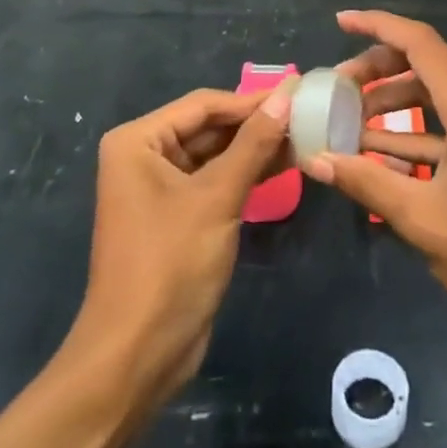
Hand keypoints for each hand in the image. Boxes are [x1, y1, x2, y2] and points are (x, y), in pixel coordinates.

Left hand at [75, 87, 290, 400]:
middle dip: (256, 124)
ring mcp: (161, 188)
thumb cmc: (170, 264)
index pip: (204, 105)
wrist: (137, 356)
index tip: (299, 91)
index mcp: (138, 141)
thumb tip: (287, 95)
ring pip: (217, 155)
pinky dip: (247, 174)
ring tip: (306, 136)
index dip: (252, 99)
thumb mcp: (217, 197)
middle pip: (210, 127)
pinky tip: (286, 165)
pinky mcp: (179, 216)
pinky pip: (217, 182)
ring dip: (256, 148)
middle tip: (308, 113)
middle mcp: (145, 157)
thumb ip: (253, 143)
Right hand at [305, 10, 446, 348]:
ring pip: (436, 90)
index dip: (376, 25)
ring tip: (350, 122)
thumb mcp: (422, 220)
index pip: (418, 42)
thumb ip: (366, 181)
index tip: (339, 22)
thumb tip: (315, 159)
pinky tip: (380, 154)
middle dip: (377, 68)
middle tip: (337, 89)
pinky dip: (415, 127)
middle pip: (425, 61)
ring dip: (394, 100)